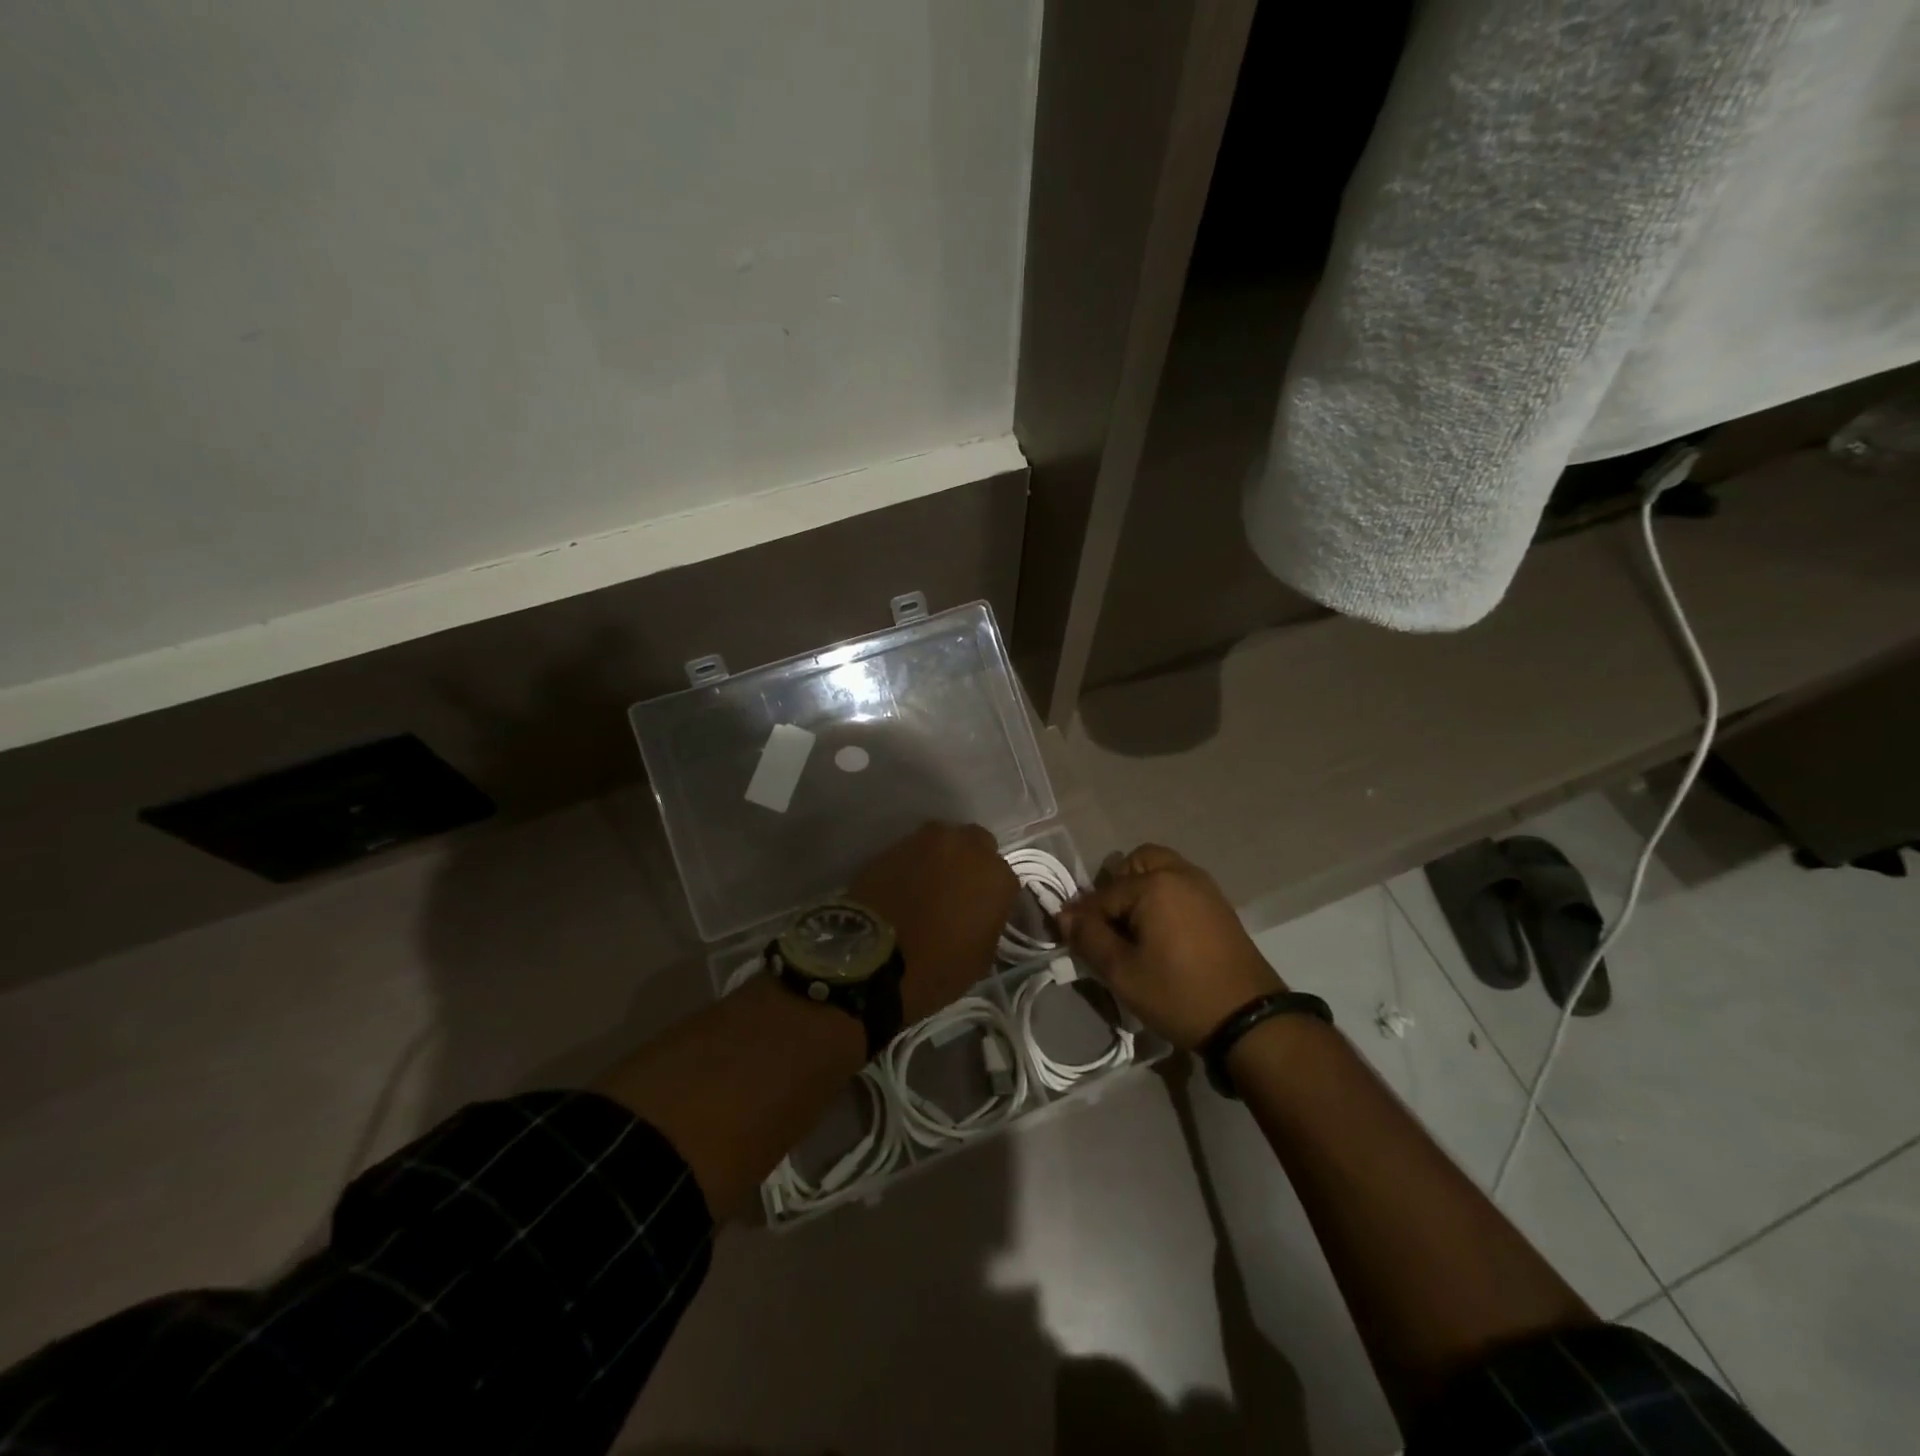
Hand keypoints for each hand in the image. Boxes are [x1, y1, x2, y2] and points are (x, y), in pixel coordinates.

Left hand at [851, 821, 1016, 1025]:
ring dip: (942, 859)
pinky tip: (904, 887)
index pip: (1005, 879)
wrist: (869, 959)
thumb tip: (979, 915)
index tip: (982, 914)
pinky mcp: (892, 845)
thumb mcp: (980, 958)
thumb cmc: (935, 968)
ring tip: (928, 887)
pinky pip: (912, 852)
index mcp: (996, 876)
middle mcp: (965, 847)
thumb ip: (988, 924)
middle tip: (958, 891)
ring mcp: (925, 841)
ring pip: (944, 842)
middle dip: (971, 863)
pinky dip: (913, 865)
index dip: (993, 897)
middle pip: (977, 844)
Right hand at [1057, 844, 1285, 1050]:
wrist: (1248, 1019)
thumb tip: (1063, 915)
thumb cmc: (1179, 993)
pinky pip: (1179, 886)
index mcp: (1154, 884)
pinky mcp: (1218, 904)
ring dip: (1139, 891)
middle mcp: (1179, 873)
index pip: (1102, 894)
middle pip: (1134, 864)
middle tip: (1110, 928)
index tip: (1073, 941)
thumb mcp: (1123, 972)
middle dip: (1114, 890)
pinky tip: (1160, 935)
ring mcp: (1204, 886)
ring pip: (1159, 871)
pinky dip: (1162, 898)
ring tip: (1134, 931)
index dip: (1083, 918)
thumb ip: (1088, 938)